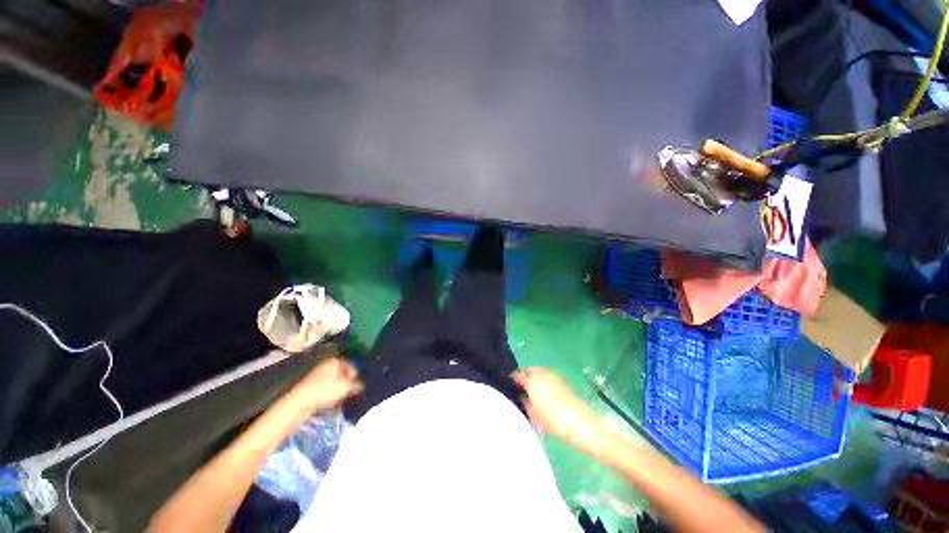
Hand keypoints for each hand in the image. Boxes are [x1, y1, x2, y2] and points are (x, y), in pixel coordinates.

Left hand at [291, 357, 363, 410]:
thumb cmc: (324, 391)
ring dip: (340, 389)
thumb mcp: (344, 387)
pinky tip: (333, 401)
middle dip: (348, 382)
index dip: (356, 375)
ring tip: (342, 398)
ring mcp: (319, 374)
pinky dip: (332, 393)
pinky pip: (327, 387)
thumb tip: (362, 385)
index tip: (358, 386)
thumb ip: (356, 385)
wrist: (299, 402)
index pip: (352, 365)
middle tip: (351, 392)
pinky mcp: (312, 385)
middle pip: (343, 373)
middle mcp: (327, 365)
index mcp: (335, 361)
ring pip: (335, 381)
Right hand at [512, 367, 606, 456]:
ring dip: (536, 379)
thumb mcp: (533, 415)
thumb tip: (523, 396)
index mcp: (531, 380)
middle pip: (529, 370)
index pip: (517, 375)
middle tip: (522, 389)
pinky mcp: (563, 381)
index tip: (510, 386)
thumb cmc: (553, 420)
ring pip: (540, 373)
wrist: (581, 422)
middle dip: (525, 377)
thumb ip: (525, 403)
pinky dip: (545, 382)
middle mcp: (541, 373)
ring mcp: (553, 376)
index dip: (513, 380)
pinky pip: (549, 378)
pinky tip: (546, 395)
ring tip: (534, 393)